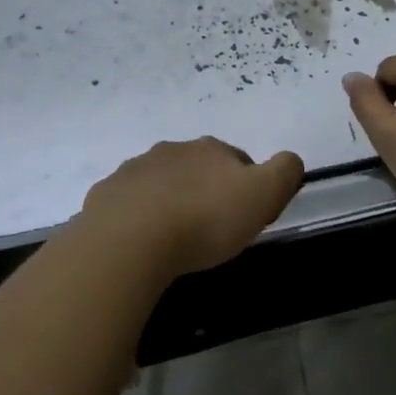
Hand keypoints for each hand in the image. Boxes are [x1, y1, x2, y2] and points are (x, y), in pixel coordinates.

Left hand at [77, 137, 303, 278]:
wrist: (129, 243)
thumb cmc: (203, 219)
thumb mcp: (262, 195)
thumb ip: (285, 171)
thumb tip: (290, 160)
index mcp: (210, 149)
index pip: (238, 160)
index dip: (246, 186)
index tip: (245, 217)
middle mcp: (171, 151)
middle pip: (196, 168)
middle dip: (204, 191)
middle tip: (210, 230)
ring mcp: (133, 171)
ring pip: (160, 184)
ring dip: (169, 202)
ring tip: (174, 241)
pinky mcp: (104, 197)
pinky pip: (127, 205)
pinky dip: (137, 219)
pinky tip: (141, 245)